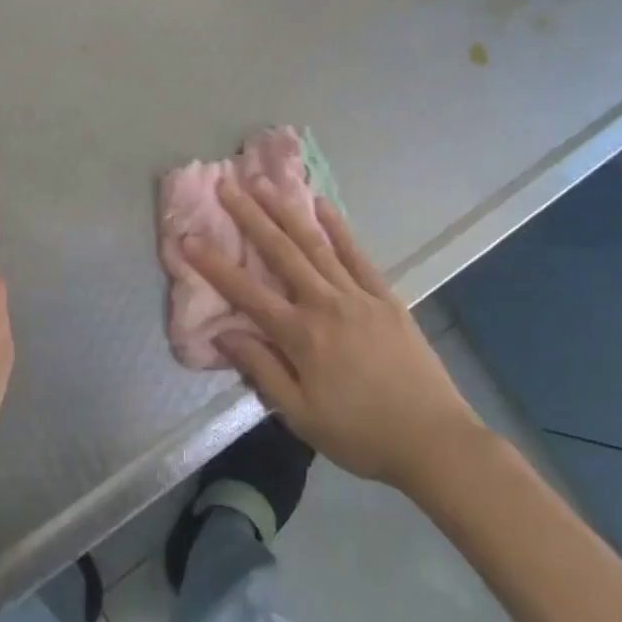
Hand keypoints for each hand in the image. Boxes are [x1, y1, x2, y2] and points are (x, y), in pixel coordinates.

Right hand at [183, 176, 481, 492]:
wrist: (433, 439)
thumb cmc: (360, 435)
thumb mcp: (302, 416)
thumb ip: (262, 371)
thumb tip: (223, 333)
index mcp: (301, 335)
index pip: (247, 293)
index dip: (214, 264)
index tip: (188, 237)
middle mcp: (325, 303)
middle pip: (281, 252)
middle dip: (250, 216)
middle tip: (226, 184)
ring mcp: (357, 294)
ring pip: (315, 243)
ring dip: (286, 210)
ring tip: (264, 182)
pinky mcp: (384, 295)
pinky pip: (357, 254)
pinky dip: (338, 227)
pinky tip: (322, 204)